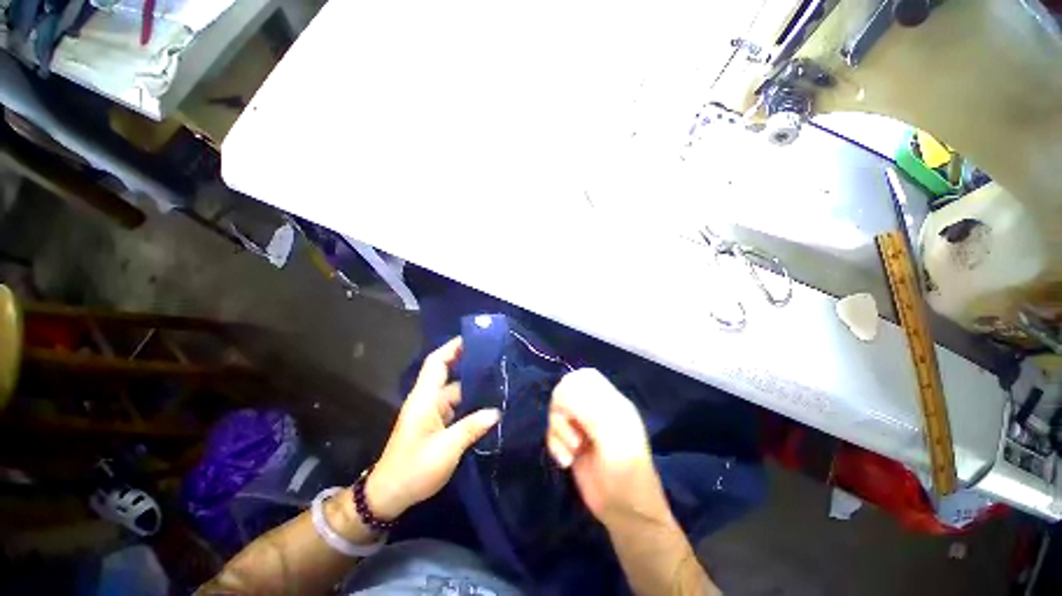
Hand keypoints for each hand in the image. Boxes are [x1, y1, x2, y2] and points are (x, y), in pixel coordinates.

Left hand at [365, 337, 499, 519]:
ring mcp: (432, 412)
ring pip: (455, 390)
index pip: (437, 362)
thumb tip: (496, 412)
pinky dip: (471, 401)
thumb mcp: (446, 449)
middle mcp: (428, 399)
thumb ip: (472, 427)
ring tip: (499, 379)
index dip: (453, 347)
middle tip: (496, 359)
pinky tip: (488, 403)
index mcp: (425, 398)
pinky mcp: (436, 423)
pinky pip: (456, 405)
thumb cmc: (414, 469)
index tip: (474, 338)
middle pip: (449, 373)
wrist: (389, 495)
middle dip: (470, 363)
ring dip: (474, 384)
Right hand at [546, 369, 671, 529]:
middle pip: (566, 390)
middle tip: (571, 431)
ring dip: (558, 430)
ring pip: (556, 410)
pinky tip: (565, 461)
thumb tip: (563, 393)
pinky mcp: (571, 441)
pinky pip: (552, 430)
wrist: (624, 515)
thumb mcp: (614, 443)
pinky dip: (554, 444)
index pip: (586, 377)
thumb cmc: (626, 476)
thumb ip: (591, 414)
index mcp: (612, 403)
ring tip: (573, 450)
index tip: (569, 408)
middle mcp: (596, 410)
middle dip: (561, 409)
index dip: (573, 386)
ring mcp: (582, 426)